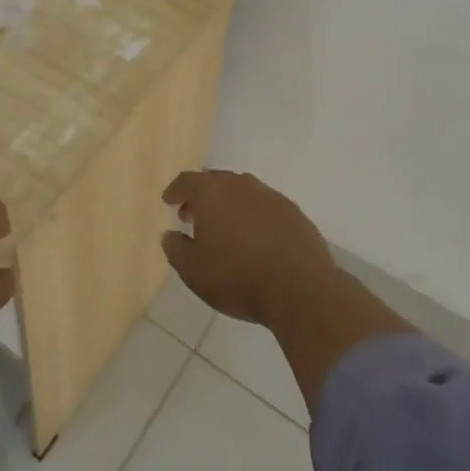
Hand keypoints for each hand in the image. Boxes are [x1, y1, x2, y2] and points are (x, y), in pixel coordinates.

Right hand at [160, 170, 338, 327]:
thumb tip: (170, 234)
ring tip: (225, 229)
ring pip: (242, 192)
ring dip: (229, 205)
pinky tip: (255, 239)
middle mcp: (241, 184)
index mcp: (211, 192)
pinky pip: (265, 207)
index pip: (186, 181)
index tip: (169, 201)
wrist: (301, 289)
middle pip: (215, 182)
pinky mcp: (294, 212)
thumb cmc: (237, 277)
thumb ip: (175, 248)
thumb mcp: (192, 270)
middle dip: (202, 197)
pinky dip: (254, 217)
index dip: (175, 191)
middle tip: (193, 216)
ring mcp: (271, 196)